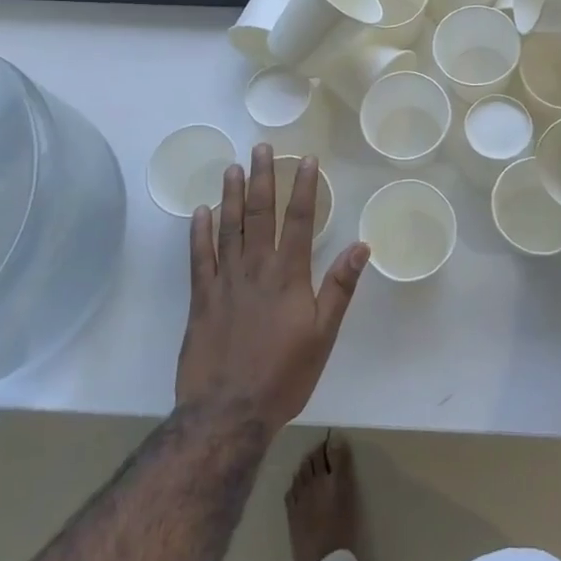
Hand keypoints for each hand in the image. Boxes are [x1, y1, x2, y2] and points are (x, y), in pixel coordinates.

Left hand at [175, 146, 370, 436]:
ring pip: (228, 227)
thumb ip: (340, 287)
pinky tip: (201, 212)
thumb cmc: (284, 375)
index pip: (298, 220)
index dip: (303, 188)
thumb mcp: (324, 334)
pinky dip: (199, 232)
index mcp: (289, 275)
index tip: (305, 160)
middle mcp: (256, 268)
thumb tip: (361, 245)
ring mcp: (225, 281)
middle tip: (260, 148)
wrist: (228, 413)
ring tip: (233, 168)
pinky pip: (199, 257)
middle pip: (260, 214)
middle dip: (263, 178)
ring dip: (232, 196)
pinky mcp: (201, 298)